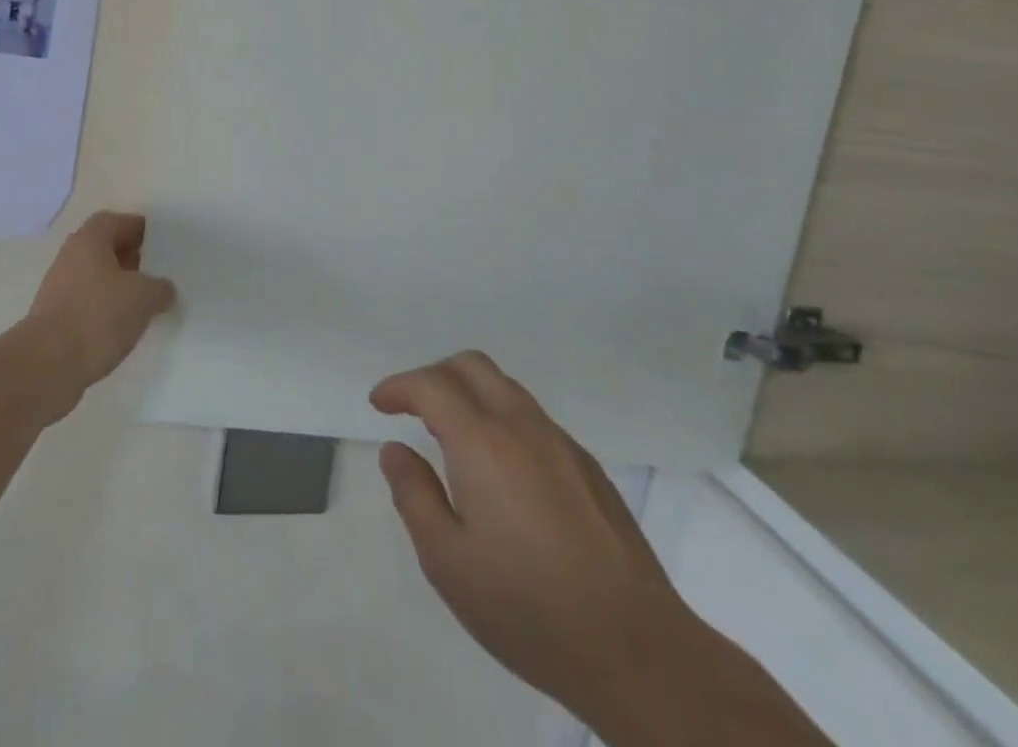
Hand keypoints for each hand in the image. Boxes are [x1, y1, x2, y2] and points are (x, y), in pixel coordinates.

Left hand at [25, 212, 175, 406]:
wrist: (47, 365)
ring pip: (96, 277)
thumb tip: (164, 291)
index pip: (115, 221)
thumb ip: (160, 288)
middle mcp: (71, 257)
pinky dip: (106, 309)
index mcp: (89, 240)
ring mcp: (60, 288)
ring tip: (145, 302)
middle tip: (157, 271)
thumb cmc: (97, 316)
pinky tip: (123, 326)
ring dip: (119, 286)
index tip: (160, 241)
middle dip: (131, 257)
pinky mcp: (56, 318)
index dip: (138, 228)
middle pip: (104, 248)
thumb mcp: (143, 297)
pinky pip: (88, 303)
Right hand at [370, 353, 700, 731]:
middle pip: (472, 366)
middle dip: (433, 375)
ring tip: (451, 437)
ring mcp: (562, 444)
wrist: (638, 651)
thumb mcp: (447, 561)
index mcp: (483, 441)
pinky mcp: (589, 468)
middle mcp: (522, 426)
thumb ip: (413, 495)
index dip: (398, 386)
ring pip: (506, 388)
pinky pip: (533, 419)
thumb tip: (395, 450)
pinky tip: (501, 471)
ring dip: (470, 394)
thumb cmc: (528, 607)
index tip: (379, 403)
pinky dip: (502, 419)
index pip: (431, 385)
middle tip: (412, 409)